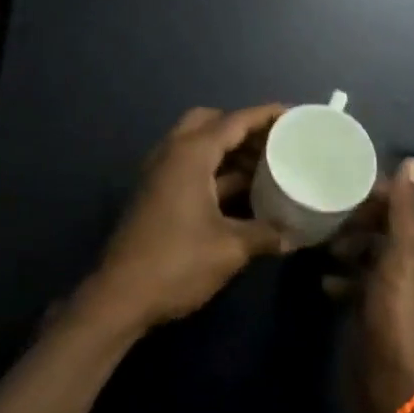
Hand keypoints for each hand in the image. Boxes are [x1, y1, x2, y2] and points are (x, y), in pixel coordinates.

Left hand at [82, 105, 292, 335]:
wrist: (120, 297)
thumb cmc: (177, 263)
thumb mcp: (230, 249)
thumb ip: (265, 234)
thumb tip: (294, 235)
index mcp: (190, 154)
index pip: (234, 121)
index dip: (265, 115)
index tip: (293, 114)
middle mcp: (172, 153)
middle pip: (210, 122)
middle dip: (241, 127)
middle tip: (272, 141)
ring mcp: (160, 174)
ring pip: (197, 145)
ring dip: (228, 150)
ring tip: (264, 164)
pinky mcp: (156, 194)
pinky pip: (190, 166)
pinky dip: (215, 170)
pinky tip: (241, 192)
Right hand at [327, 158, 413, 412]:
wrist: (391, 385)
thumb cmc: (398, 313)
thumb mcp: (402, 254)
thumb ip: (405, 209)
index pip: (403, 207)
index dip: (377, 194)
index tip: (344, 184)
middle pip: (384, 230)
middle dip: (357, 221)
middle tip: (327, 215)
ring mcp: (393, 295)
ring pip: (368, 256)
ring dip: (346, 247)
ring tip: (321, 244)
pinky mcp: (373, 316)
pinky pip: (356, 285)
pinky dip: (341, 278)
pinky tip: (322, 280)